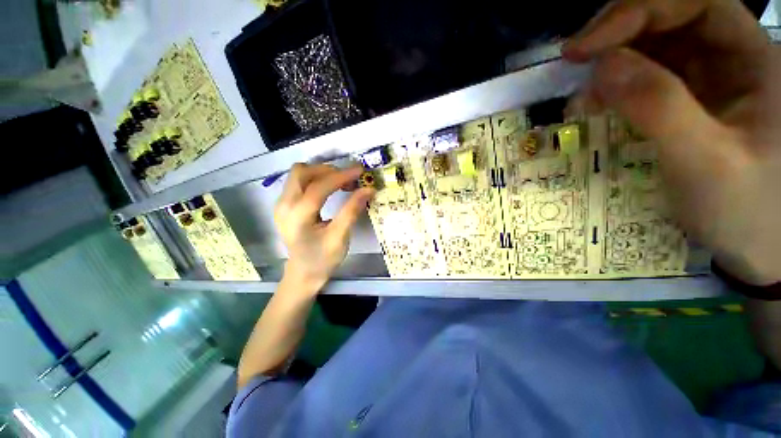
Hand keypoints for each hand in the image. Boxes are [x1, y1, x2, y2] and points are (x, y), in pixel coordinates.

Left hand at [274, 163, 374, 289]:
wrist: (303, 273)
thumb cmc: (323, 259)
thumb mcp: (340, 237)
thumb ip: (352, 211)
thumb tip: (368, 189)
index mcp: (297, 217)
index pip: (318, 187)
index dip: (341, 177)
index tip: (360, 171)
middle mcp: (284, 205)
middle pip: (301, 172)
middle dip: (328, 171)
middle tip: (349, 179)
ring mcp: (281, 204)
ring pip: (299, 174)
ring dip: (322, 173)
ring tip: (341, 183)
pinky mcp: (284, 204)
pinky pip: (298, 182)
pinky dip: (316, 179)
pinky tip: (329, 188)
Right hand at [563, 0, 780, 285]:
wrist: (760, 245)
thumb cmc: (747, 210)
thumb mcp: (705, 162)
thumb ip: (659, 108)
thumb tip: (602, 68)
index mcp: (752, 59)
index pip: (694, 4)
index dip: (638, 12)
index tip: (584, 48)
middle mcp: (732, 58)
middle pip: (671, 18)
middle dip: (619, 32)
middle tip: (573, 60)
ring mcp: (710, 79)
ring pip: (656, 45)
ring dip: (614, 60)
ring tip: (583, 92)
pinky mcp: (690, 101)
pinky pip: (649, 76)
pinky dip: (618, 83)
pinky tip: (599, 102)